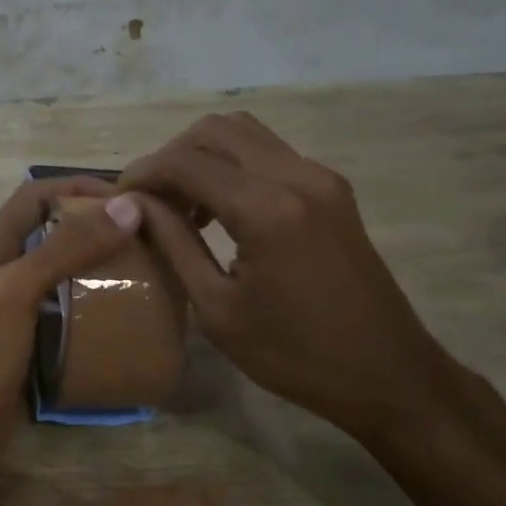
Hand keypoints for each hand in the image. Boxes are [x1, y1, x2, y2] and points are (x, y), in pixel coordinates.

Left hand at [0, 177, 142, 503]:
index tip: (128, 197)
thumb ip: (66, 249)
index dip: (77, 186)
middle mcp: (1, 272)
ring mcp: (13, 310)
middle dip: (95, 226)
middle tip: (146, 236)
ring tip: (145, 271)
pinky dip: (93, 307)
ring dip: (98, 266)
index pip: (35, 195)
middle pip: (51, 232)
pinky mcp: (27, 344)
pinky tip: (124, 316)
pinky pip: (65, 313)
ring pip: (61, 273)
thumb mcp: (17, 291)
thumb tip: (126, 207)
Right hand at [121, 113, 457, 440]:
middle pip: (214, 130)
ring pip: (244, 133)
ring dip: (203, 156)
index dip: (142, 174)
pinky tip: (219, 209)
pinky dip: (233, 165)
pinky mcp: (332, 188)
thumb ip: (174, 244)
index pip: (185, 162)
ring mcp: (321, 177)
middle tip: (149, 200)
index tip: (118, 201)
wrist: (388, 375)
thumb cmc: (294, 356)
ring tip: (181, 204)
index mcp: (267, 210)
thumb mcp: (217, 309)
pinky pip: (269, 153)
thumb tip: (135, 204)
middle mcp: (297, 176)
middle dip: (170, 157)